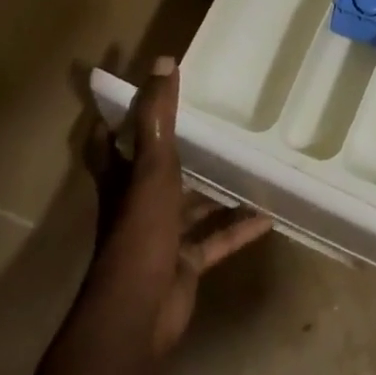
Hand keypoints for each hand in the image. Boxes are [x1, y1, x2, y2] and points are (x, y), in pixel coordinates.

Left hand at [81, 57, 271, 354]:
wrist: (138, 312)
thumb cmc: (140, 231)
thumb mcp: (152, 167)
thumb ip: (159, 117)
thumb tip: (164, 62)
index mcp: (122, 179)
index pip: (108, 143)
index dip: (115, 118)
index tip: (135, 92)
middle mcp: (137, 204)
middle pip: (153, 171)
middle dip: (177, 150)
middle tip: (210, 122)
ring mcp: (161, 236)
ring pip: (190, 206)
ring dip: (214, 190)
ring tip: (247, 164)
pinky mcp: (184, 262)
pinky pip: (216, 240)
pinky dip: (238, 228)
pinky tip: (267, 215)